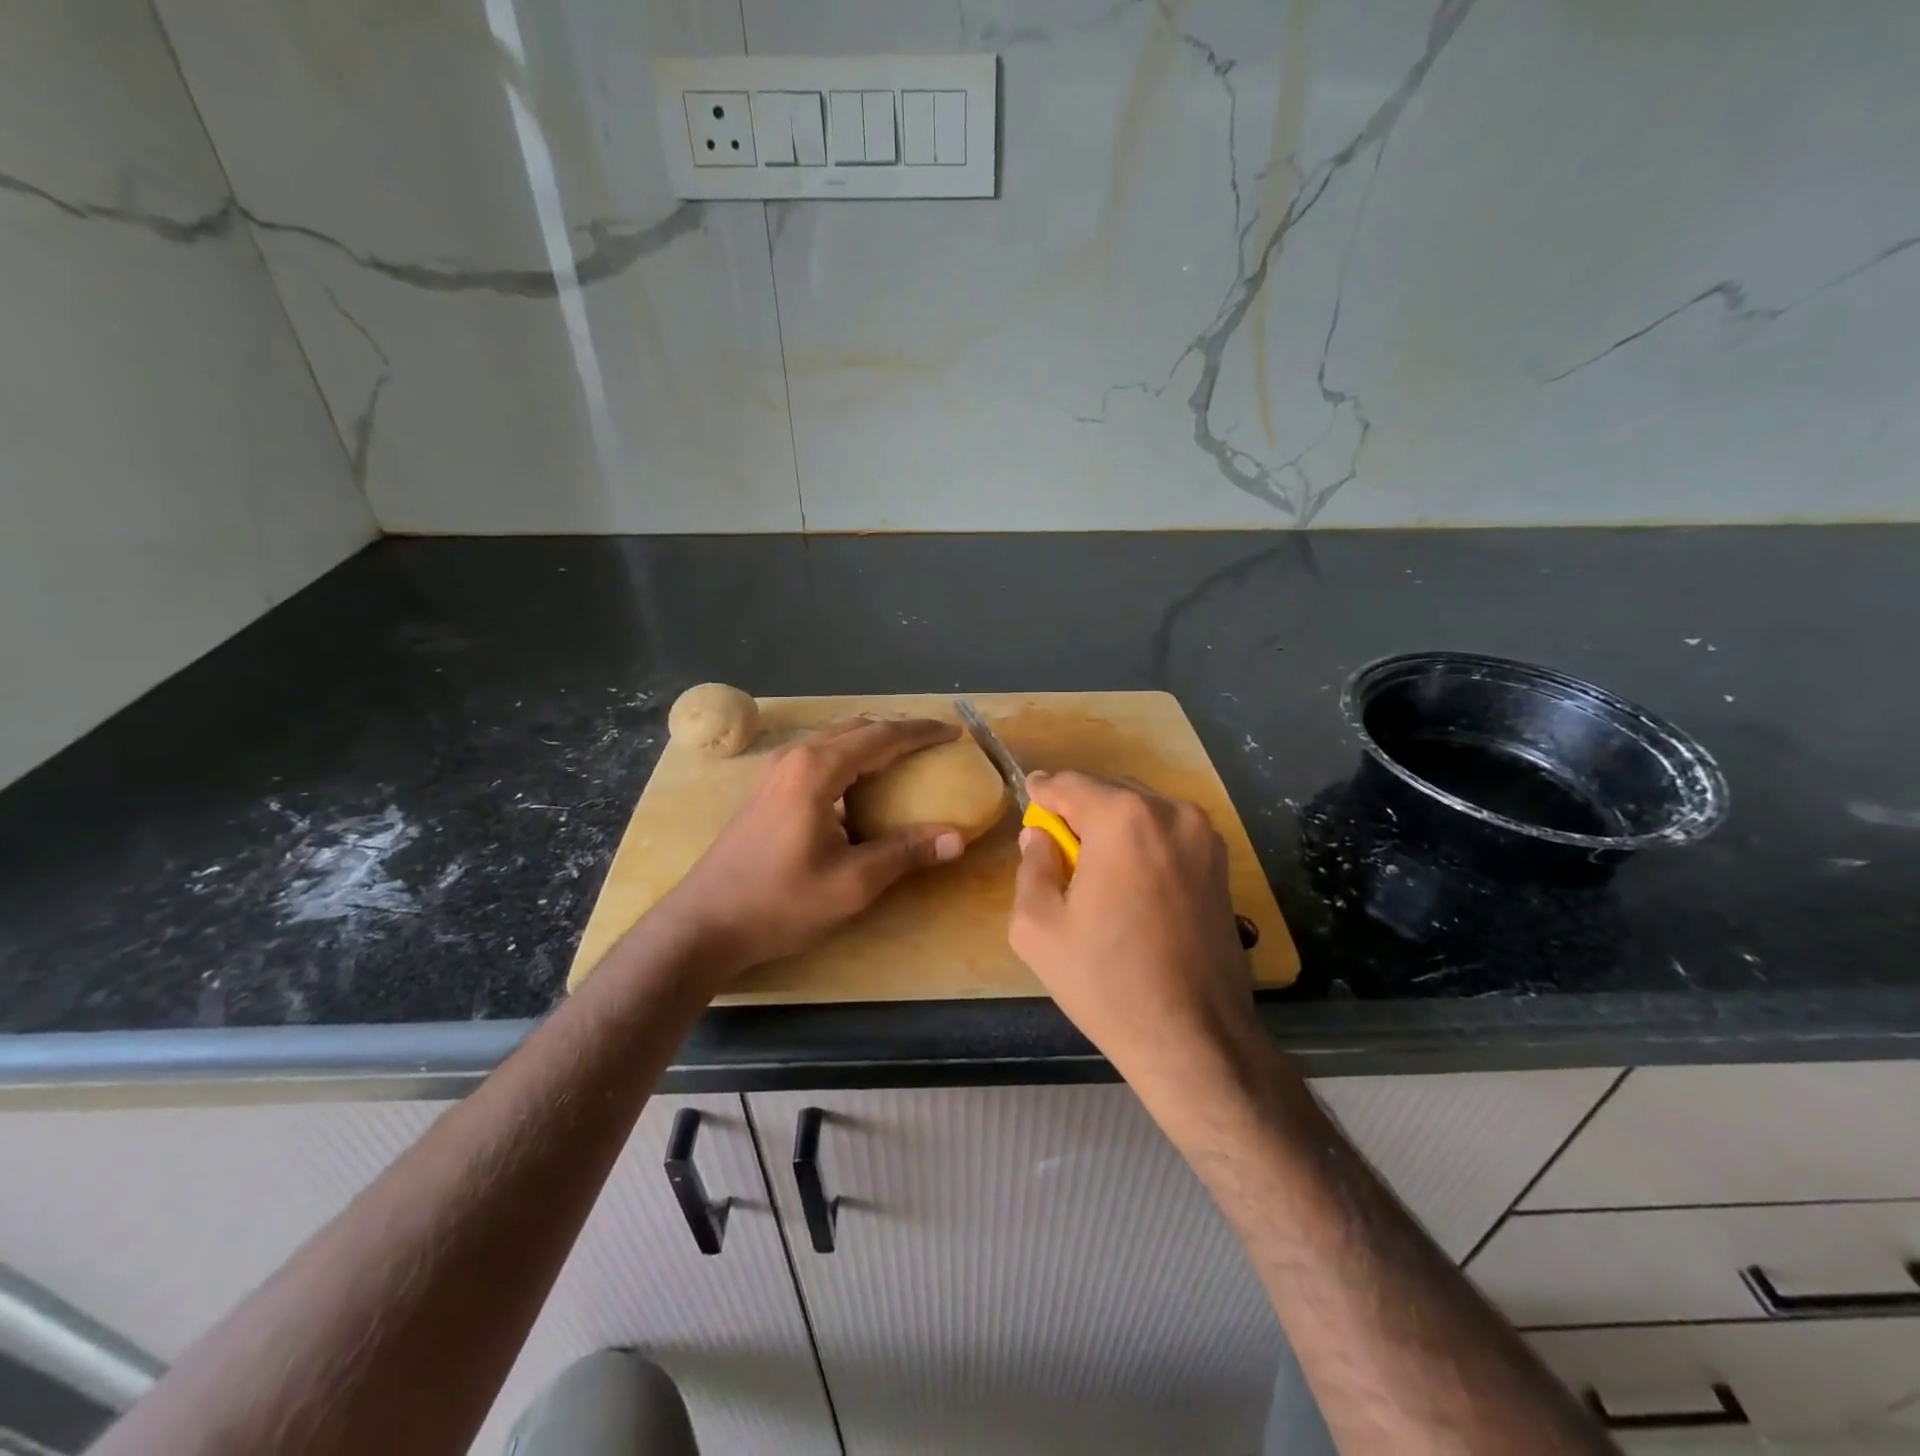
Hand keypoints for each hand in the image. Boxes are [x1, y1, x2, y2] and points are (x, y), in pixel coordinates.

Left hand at [653, 717, 967, 980]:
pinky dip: (849, 757)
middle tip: (935, 744)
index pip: (881, 737)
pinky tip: (860, 783)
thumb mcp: (852, 883)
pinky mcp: (765, 788)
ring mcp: (774, 770)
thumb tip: (956, 838)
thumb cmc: (780, 901)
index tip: (954, 734)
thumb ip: (905, 853)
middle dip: (899, 732)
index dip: (921, 732)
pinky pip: (818, 756)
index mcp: (817, 769)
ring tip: (905, 758)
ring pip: (834, 739)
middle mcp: (795, 757)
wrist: (705, 922)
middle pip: (857, 729)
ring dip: (872, 742)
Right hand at [1008, 772, 1262, 1091]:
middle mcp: (1170, 812)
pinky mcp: (1222, 864)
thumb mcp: (1038, 927)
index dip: (1043, 792)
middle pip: (1108, 792)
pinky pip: (1169, 835)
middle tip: (1057, 844)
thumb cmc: (1106, 981)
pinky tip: (1131, 884)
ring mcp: (1204, 836)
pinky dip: (1143, 844)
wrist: (1195, 1037)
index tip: (1029, 799)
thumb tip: (1039, 838)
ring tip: (1095, 868)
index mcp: (1122, 818)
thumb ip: (1032, 867)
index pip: (1069, 784)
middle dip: (1079, 811)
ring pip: (1142, 811)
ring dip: (1113, 827)